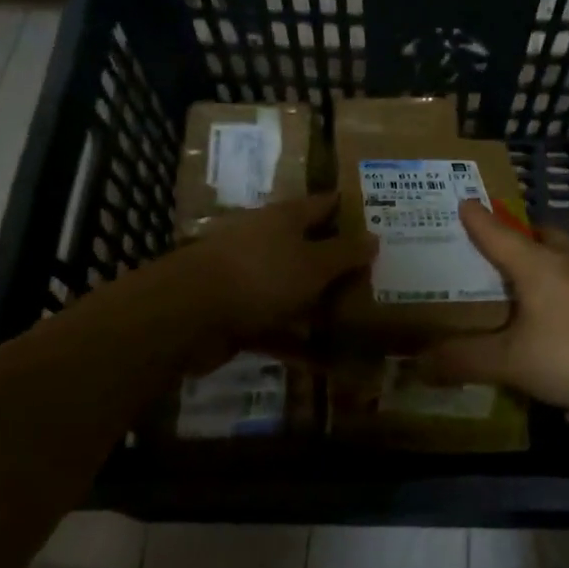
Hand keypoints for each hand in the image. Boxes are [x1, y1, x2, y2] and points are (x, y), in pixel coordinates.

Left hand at [185, 193, 372, 347]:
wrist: (189, 313)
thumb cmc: (261, 274)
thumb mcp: (313, 264)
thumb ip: (345, 253)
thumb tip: (373, 237)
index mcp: (285, 219)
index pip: (324, 205)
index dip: (350, 210)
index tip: (380, 219)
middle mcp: (268, 242)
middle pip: (310, 249)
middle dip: (340, 263)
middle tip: (379, 277)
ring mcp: (250, 279)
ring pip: (294, 290)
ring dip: (321, 307)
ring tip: (360, 323)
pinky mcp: (238, 315)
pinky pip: (277, 328)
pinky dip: (298, 343)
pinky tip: (327, 362)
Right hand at [421, 201, 568, 410]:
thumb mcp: (514, 361)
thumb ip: (468, 360)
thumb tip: (419, 363)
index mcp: (535, 264)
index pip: (497, 233)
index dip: (478, 219)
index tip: (464, 201)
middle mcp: (566, 262)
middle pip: (541, 233)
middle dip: (520, 233)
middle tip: (501, 245)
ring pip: (566, 256)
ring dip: (547, 258)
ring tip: (528, 279)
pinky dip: (566, 287)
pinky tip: (562, 314)